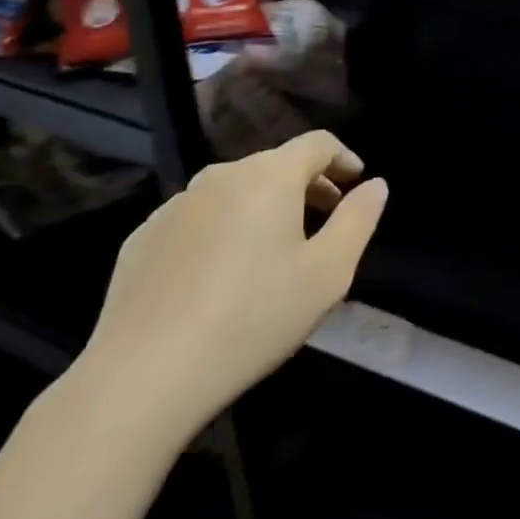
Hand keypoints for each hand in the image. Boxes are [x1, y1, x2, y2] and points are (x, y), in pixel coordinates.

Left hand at [72, 131, 387, 448]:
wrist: (144, 375)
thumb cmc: (253, 318)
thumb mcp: (327, 274)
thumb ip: (359, 220)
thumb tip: (376, 185)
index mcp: (269, 177)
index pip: (316, 143)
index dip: (343, 157)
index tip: (357, 183)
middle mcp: (220, 176)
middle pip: (275, 165)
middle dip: (307, 185)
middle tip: (324, 221)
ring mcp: (175, 205)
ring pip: (235, 191)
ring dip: (264, 207)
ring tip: (274, 251)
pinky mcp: (143, 237)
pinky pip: (198, 218)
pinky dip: (222, 229)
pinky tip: (221, 276)